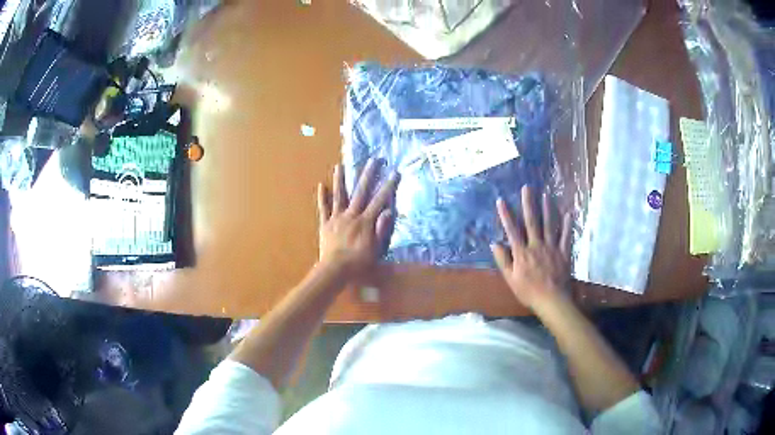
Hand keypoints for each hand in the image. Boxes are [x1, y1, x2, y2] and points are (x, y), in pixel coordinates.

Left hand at [317, 159, 398, 278]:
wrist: (335, 270)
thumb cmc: (358, 262)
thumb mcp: (376, 248)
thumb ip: (381, 229)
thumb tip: (388, 210)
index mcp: (365, 221)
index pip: (379, 200)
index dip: (388, 186)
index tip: (394, 172)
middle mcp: (351, 215)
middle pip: (360, 192)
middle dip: (368, 175)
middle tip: (373, 160)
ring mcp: (336, 218)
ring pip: (339, 196)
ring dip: (340, 180)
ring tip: (340, 165)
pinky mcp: (325, 224)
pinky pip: (323, 209)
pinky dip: (322, 197)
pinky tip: (321, 185)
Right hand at [490, 186, 571, 310]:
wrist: (551, 300)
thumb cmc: (528, 291)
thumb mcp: (510, 279)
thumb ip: (503, 260)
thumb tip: (494, 244)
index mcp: (522, 252)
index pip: (512, 230)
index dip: (506, 215)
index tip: (501, 201)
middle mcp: (536, 245)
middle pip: (531, 221)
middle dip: (528, 203)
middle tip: (527, 188)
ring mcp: (551, 247)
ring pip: (549, 224)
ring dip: (547, 208)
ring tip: (546, 194)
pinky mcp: (563, 252)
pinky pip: (566, 236)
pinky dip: (567, 225)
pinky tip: (568, 213)